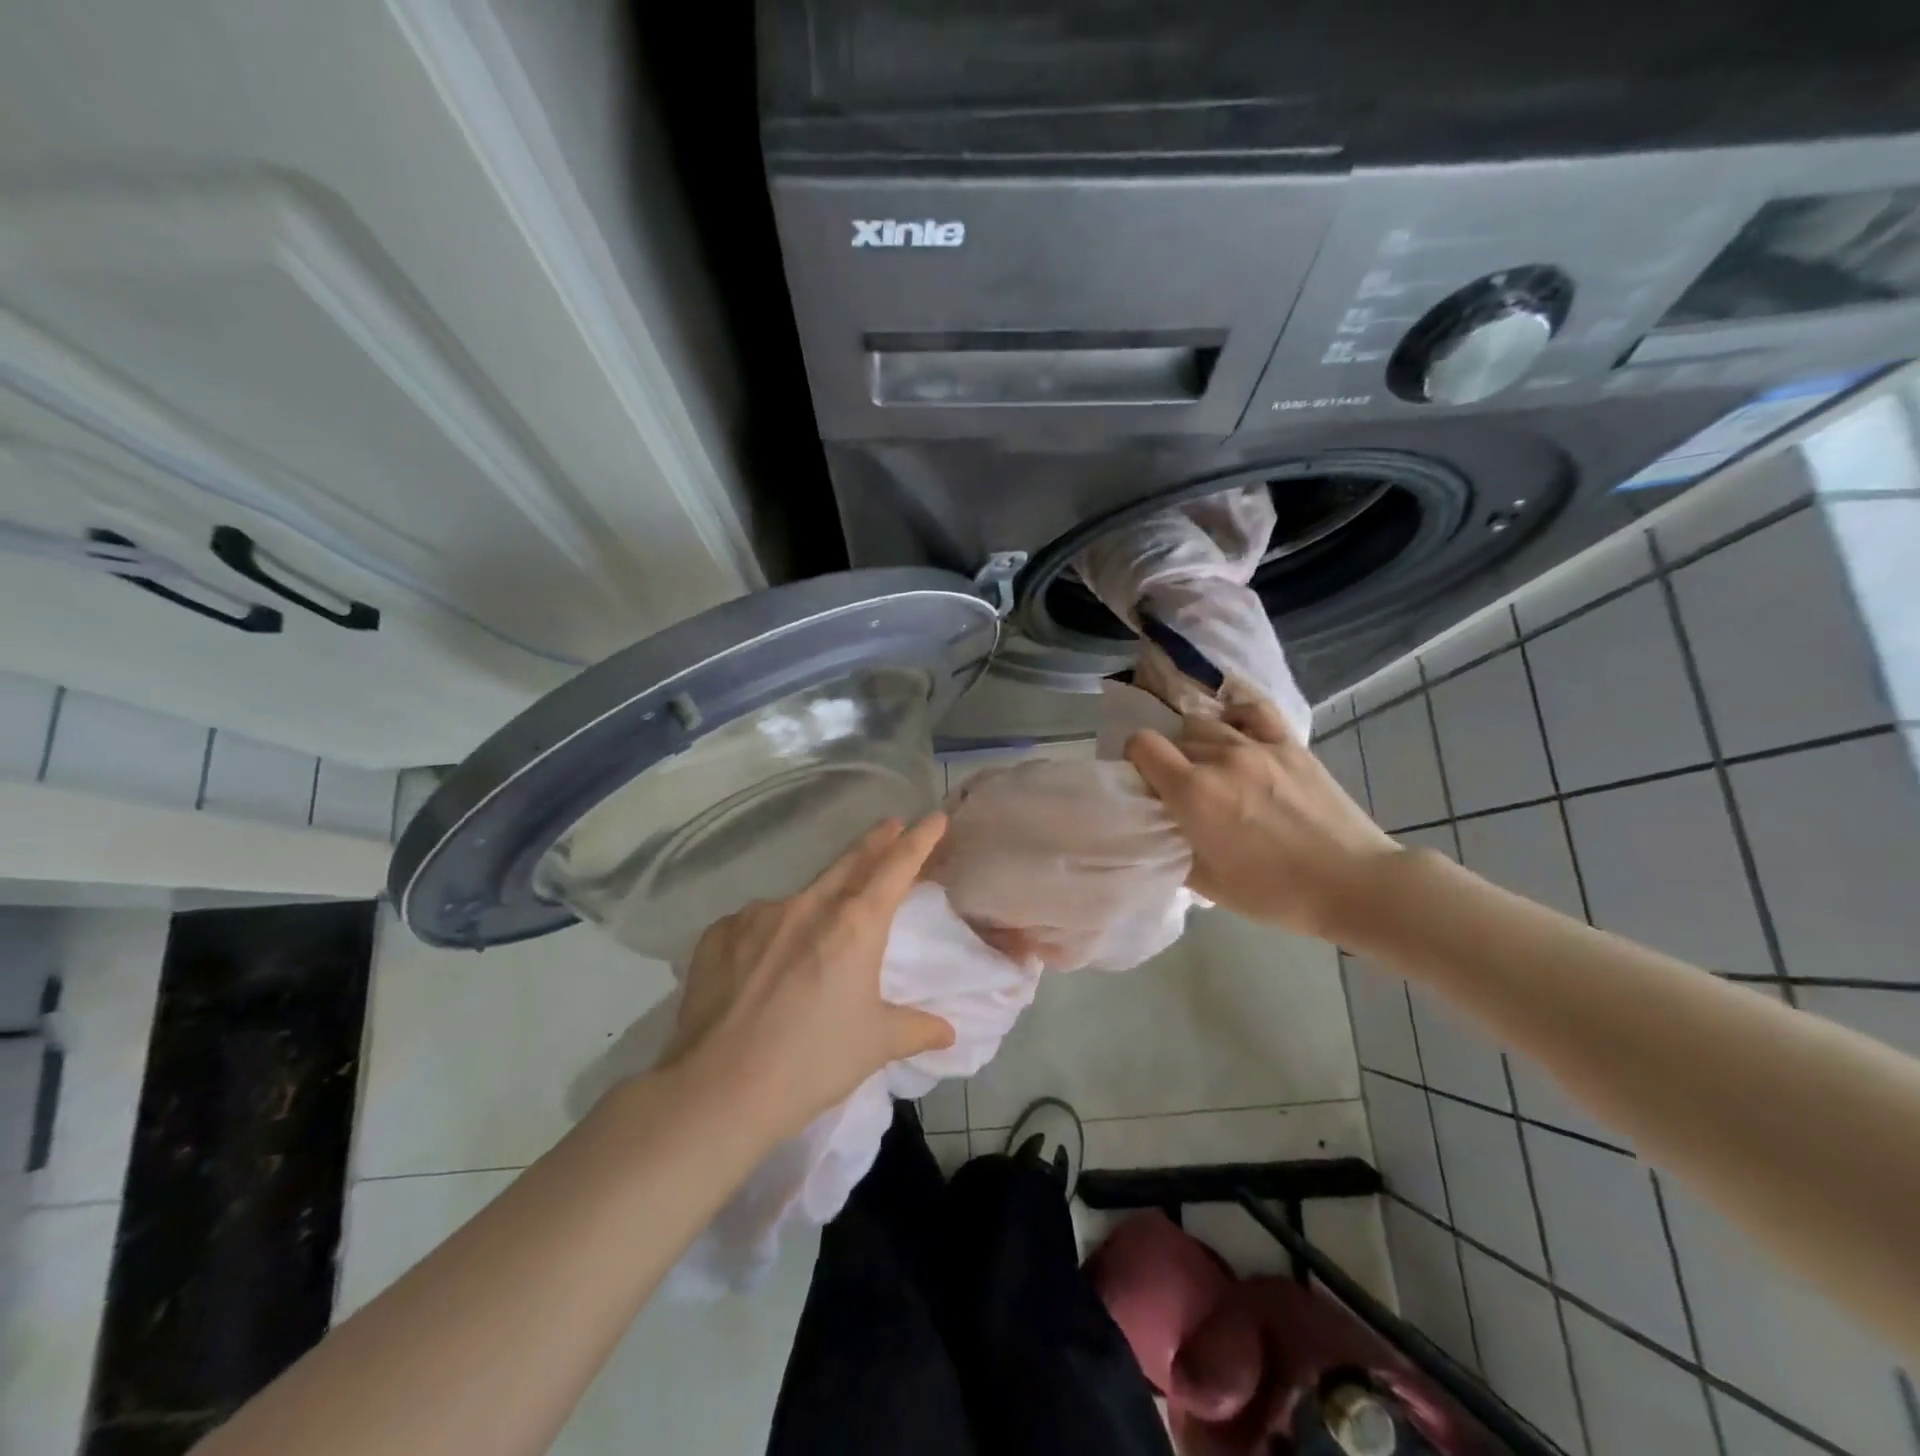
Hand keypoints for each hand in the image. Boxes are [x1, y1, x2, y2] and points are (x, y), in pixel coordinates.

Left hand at [664, 816, 957, 1138]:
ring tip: (817, 933)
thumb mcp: (875, 1044)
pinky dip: (771, 933)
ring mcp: (758, 915)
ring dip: (819, 901)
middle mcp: (808, 905)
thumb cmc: (812, 1063)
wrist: (718, 1091)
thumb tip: (948, 1031)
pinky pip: (756, 923)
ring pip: (800, 897)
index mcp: (855, 924)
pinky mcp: (719, 934)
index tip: (934, 818)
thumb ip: (916, 1029)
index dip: (919, 840)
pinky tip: (764, 965)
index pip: (896, 866)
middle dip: (875, 841)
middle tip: (890, 825)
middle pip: (850, 862)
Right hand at [1126, 698, 1401, 941]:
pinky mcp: (1291, 744)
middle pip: (1175, 737)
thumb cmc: (1275, 893)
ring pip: (1207, 723)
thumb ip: (1172, 847)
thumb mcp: (1207, 883)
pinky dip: (1235, 715)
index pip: (1142, 744)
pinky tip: (1235, 730)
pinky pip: (1253, 710)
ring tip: (1211, 768)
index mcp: (1194, 792)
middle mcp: (1221, 757)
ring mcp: (1259, 745)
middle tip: (1180, 789)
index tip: (1143, 781)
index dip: (1134, 758)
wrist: (1353, 885)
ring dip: (1198, 743)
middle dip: (1168, 758)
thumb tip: (1160, 827)